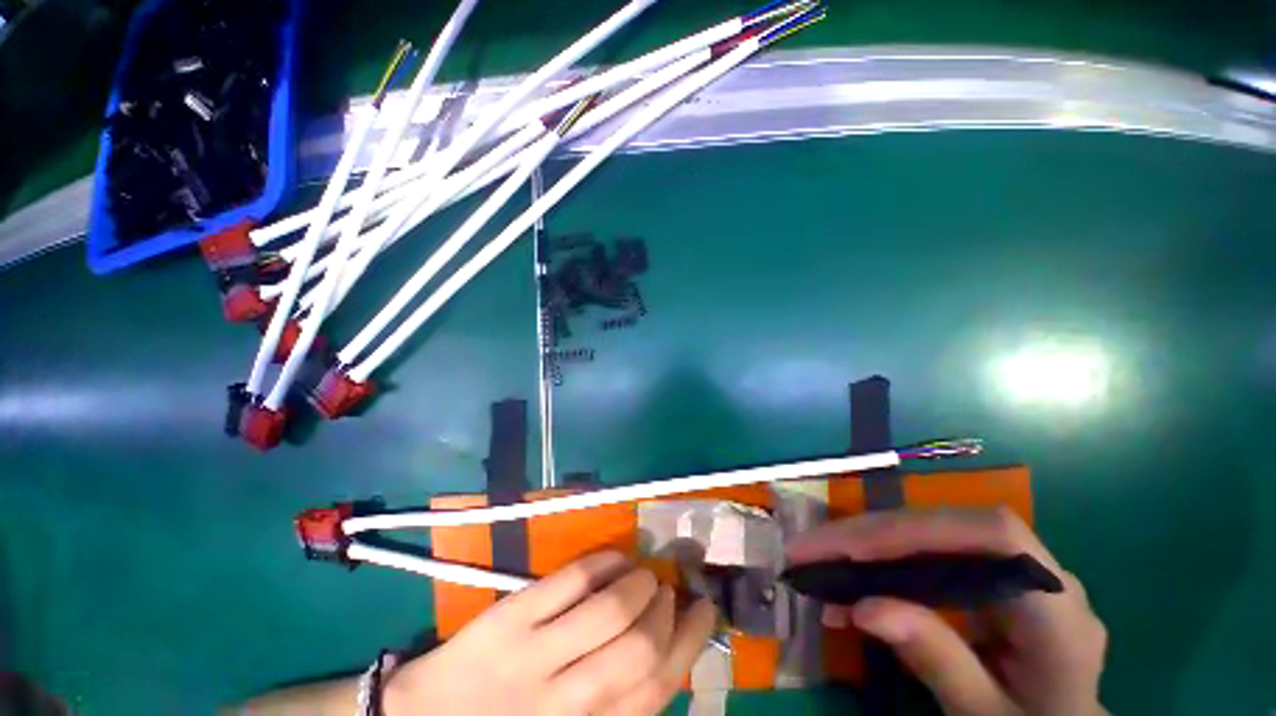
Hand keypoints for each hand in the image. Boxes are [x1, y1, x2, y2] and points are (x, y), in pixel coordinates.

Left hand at [383, 551, 717, 714]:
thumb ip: (614, 701)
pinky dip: (604, 562)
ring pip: (608, 610)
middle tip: (667, 591)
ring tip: (643, 574)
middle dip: (664, 611)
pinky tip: (615, 557)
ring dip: (638, 583)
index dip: (688, 644)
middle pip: (639, 650)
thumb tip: (662, 650)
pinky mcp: (509, 620)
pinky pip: (570, 581)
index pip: (655, 690)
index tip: (703, 609)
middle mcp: (564, 703)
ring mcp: (532, 658)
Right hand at [786, 508, 1106, 715]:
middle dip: (874, 534)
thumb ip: (941, 664)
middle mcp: (1041, 577)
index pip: (993, 536)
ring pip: (932, 536)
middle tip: (812, 548)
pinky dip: (883, 562)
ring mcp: (1013, 574)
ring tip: (820, 559)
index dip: (919, 530)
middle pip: (949, 527)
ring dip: (870, 544)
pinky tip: (852, 579)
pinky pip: (929, 556)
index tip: (852, 549)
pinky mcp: (988, 581)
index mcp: (1060, 611)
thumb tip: (865, 607)